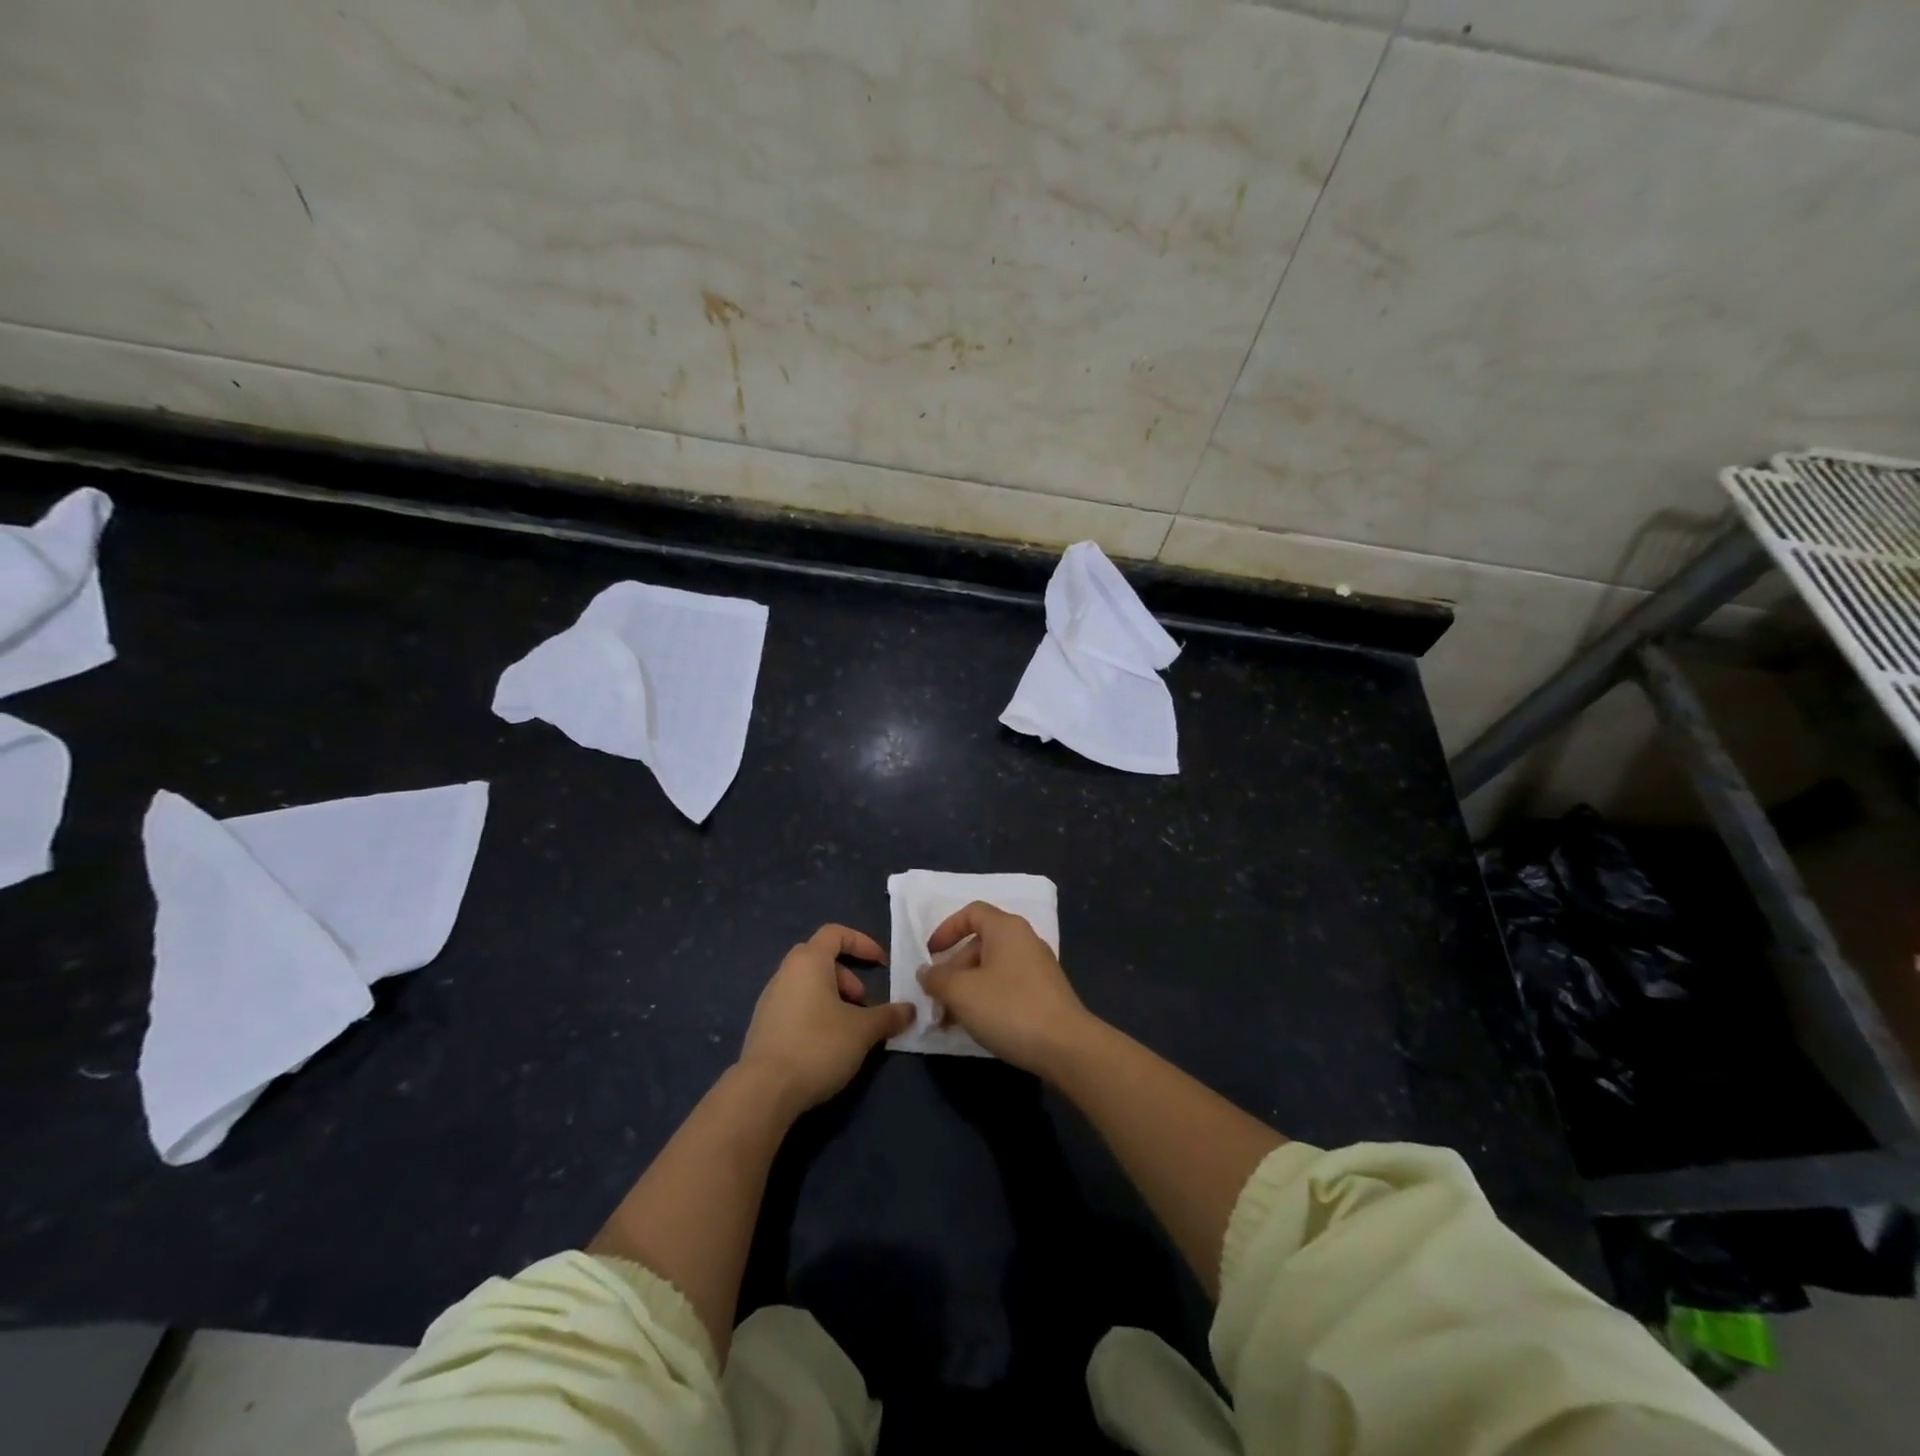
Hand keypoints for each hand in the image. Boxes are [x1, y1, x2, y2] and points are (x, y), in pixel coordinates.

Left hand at [738, 925, 913, 1112]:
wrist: (764, 1091)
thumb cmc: (818, 1045)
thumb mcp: (863, 1030)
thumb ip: (889, 1016)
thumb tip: (910, 1010)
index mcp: (808, 961)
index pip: (835, 933)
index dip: (861, 942)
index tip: (881, 963)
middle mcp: (785, 973)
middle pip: (821, 959)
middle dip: (848, 977)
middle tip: (863, 1003)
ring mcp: (769, 1000)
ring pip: (808, 985)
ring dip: (833, 998)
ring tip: (849, 1029)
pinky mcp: (763, 1027)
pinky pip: (795, 1007)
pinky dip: (815, 1014)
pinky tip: (826, 1045)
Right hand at [919, 902, 1094, 1076]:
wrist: (1066, 1047)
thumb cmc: (1009, 1008)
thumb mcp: (962, 992)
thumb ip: (937, 979)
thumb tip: (926, 972)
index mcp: (1006, 929)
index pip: (971, 913)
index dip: (946, 929)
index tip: (930, 954)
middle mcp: (1024, 941)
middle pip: (979, 944)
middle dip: (953, 970)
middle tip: (936, 998)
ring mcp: (1038, 968)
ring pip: (992, 969)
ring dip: (967, 989)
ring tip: (949, 1020)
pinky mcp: (1045, 994)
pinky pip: (1007, 987)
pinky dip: (986, 1000)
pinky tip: (975, 1026)